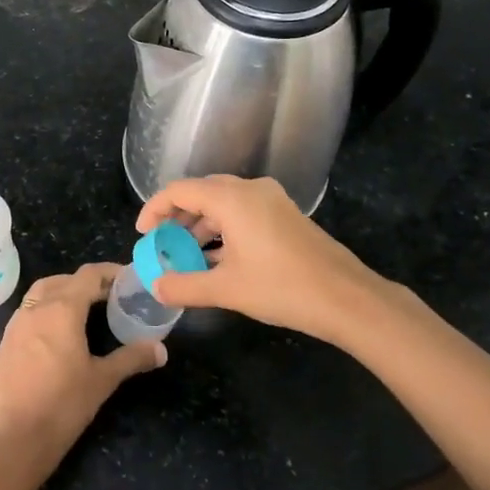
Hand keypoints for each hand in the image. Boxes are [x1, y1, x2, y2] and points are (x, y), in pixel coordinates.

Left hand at [0, 263, 165, 468]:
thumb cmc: (64, 404)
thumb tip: (161, 349)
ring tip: (82, 310)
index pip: (87, 275)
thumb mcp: (103, 380)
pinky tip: (56, 334)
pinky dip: (44, 311)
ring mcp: (15, 325)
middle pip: (62, 280)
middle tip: (107, 296)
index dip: (108, 272)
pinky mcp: (4, 343)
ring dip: (62, 293)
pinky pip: (27, 313)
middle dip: (85, 282)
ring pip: (40, 293)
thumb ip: (132, 358)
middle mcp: (35, 308)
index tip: (127, 279)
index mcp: (62, 309)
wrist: (16, 437)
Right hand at [136, 175, 392, 345]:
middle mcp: (251, 190)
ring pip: (223, 203)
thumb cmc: (282, 288)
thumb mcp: (226, 289)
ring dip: (200, 226)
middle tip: (161, 243)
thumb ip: (185, 286)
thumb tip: (156, 286)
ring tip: (186, 255)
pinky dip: (223, 230)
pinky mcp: (285, 216)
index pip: (181, 190)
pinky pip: (242, 213)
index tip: (142, 234)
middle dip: (177, 217)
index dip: (155, 208)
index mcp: (232, 198)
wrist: (347, 299)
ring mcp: (272, 201)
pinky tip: (216, 259)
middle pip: (202, 192)